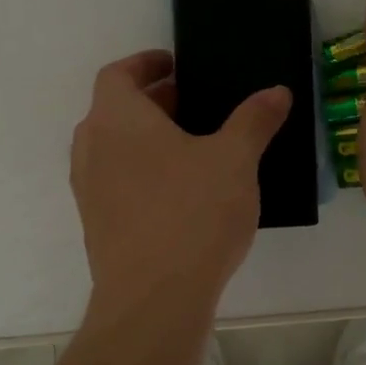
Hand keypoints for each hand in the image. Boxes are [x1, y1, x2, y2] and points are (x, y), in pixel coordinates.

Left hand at [71, 50, 291, 319]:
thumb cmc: (192, 213)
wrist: (152, 301)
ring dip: (146, 138)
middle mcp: (92, 147)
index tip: (175, 65)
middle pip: (115, 109)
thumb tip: (276, 91)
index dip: (145, 63)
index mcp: (117, 119)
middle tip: (195, 104)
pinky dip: (141, 171)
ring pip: (114, 147)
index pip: (117, 74)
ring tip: (192, 146)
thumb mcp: (235, 160)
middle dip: (154, 101)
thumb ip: (254, 120)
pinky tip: (180, 191)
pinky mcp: (96, 224)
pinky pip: (115, 180)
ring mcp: (89, 189)